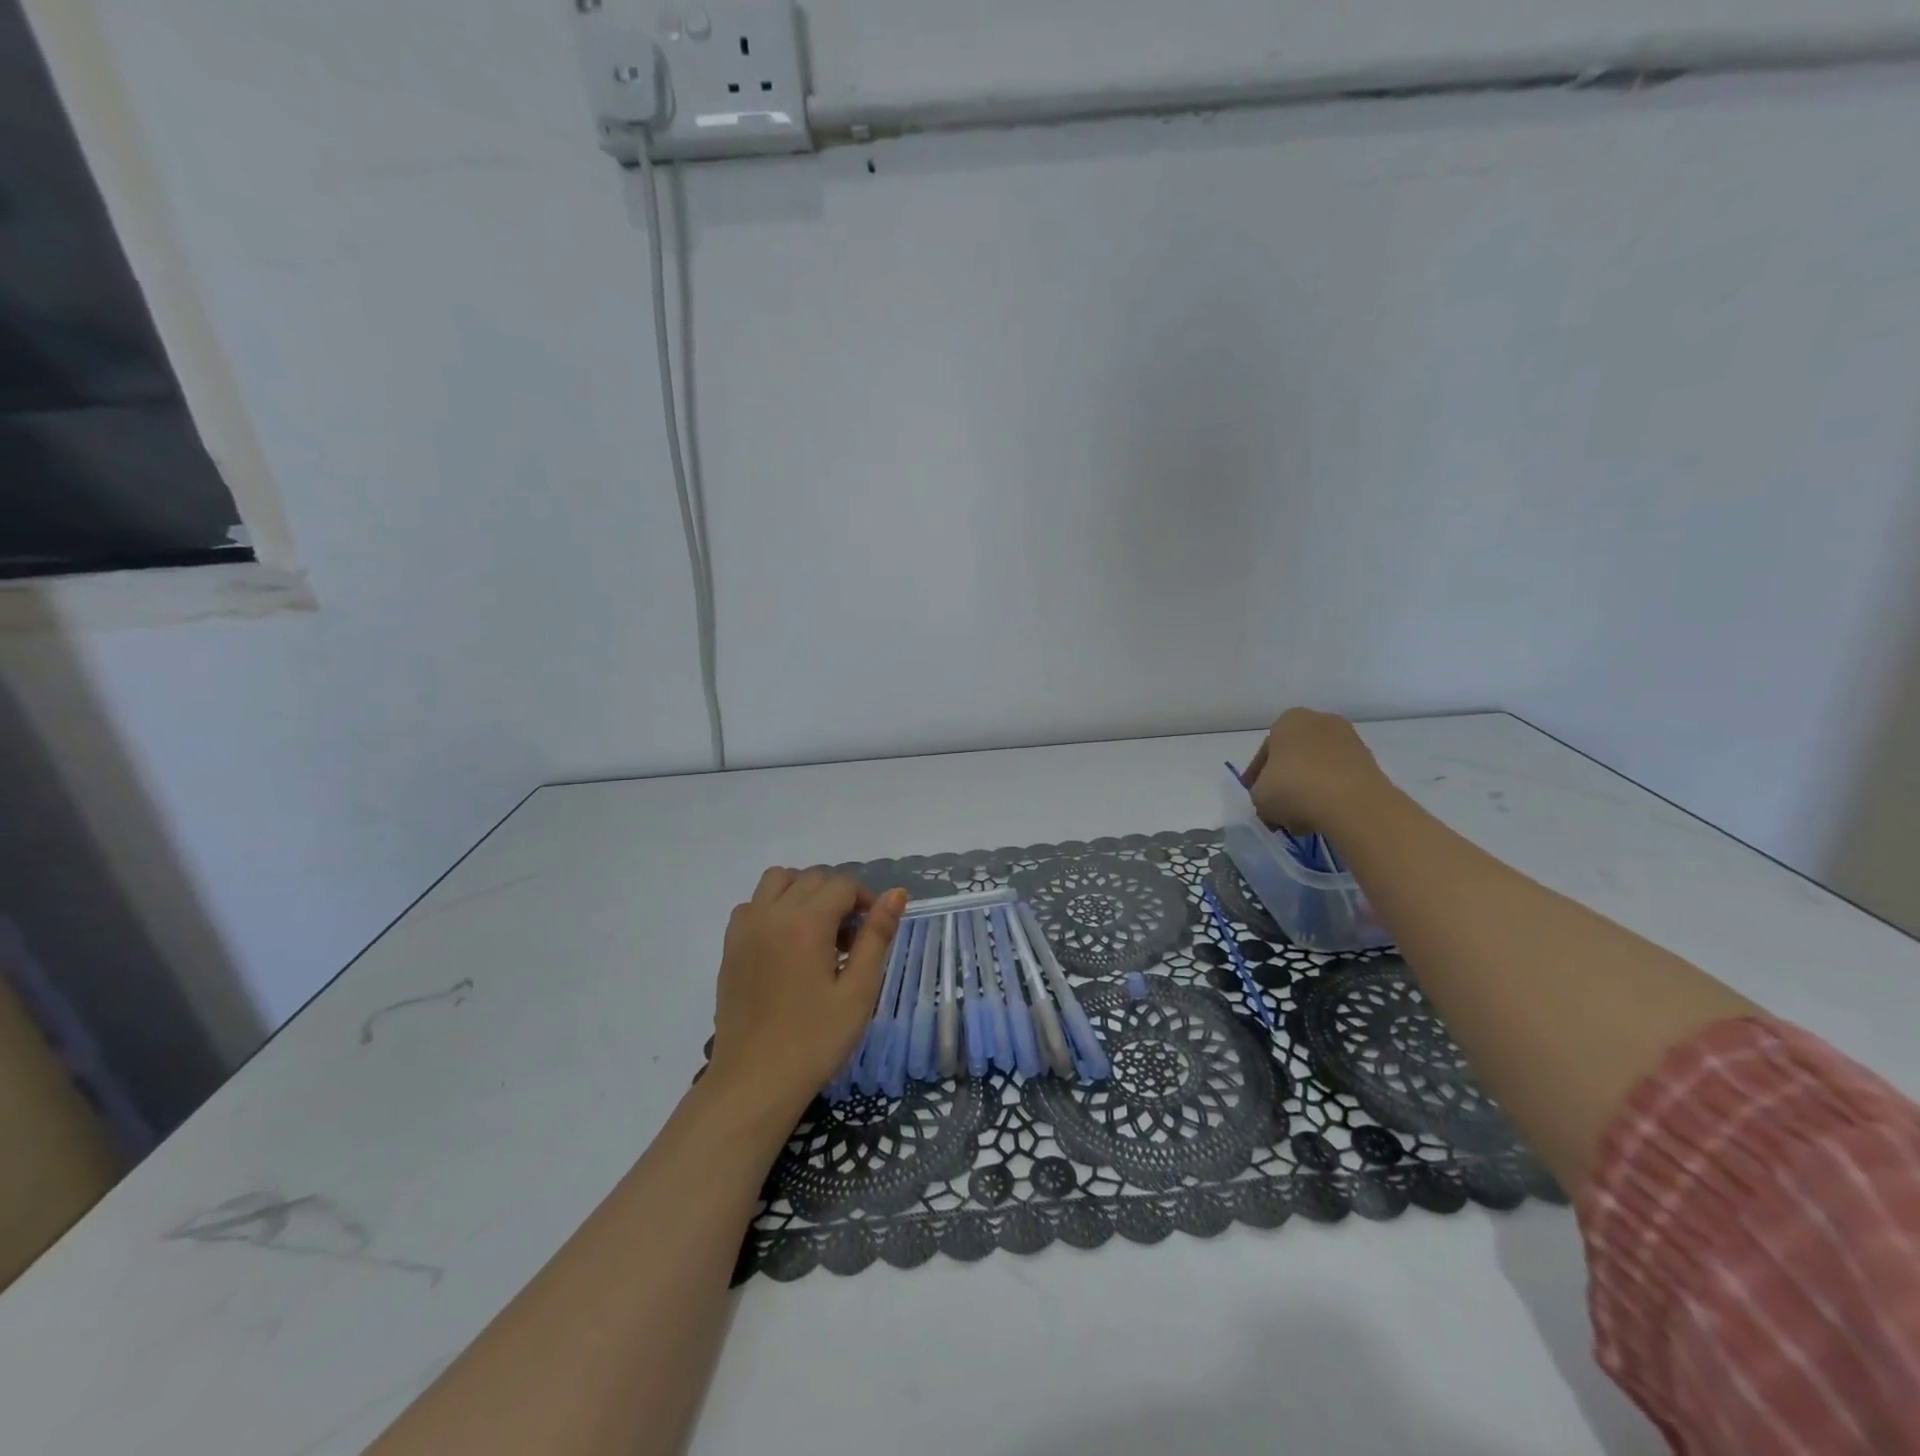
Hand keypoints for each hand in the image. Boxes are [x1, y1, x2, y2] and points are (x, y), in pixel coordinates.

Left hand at [707, 868, 906, 1113]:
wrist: (754, 1082)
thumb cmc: (815, 1041)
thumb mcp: (858, 991)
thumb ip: (876, 936)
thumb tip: (896, 894)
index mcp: (806, 923)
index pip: (842, 885)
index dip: (866, 899)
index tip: (875, 930)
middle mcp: (771, 913)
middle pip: (811, 877)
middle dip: (838, 895)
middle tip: (851, 939)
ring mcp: (745, 928)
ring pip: (777, 880)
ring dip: (803, 891)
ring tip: (818, 930)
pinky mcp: (730, 947)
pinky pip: (752, 904)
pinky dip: (773, 907)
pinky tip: (785, 943)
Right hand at [1244, 708, 1387, 834]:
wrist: (1351, 802)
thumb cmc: (1293, 788)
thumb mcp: (1258, 796)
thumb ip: (1260, 793)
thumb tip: (1272, 802)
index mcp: (1288, 720)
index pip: (1266, 751)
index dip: (1257, 777)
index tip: (1257, 797)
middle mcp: (1320, 721)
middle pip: (1295, 756)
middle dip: (1286, 781)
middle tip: (1278, 808)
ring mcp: (1349, 740)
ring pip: (1319, 768)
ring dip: (1308, 789)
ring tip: (1301, 818)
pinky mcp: (1370, 762)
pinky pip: (1340, 778)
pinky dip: (1330, 794)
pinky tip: (1323, 816)